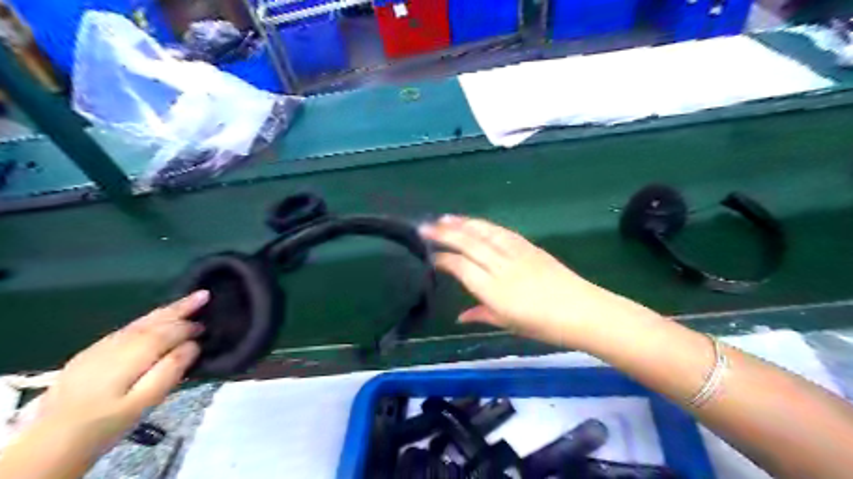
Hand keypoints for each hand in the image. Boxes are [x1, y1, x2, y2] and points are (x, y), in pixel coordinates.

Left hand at [35, 292, 209, 451]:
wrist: (50, 442)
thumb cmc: (106, 423)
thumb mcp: (144, 402)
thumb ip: (170, 370)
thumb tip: (193, 345)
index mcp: (133, 354)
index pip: (169, 331)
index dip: (190, 326)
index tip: (207, 327)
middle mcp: (118, 343)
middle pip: (154, 320)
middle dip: (180, 307)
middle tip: (204, 295)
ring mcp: (101, 346)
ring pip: (140, 322)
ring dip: (166, 311)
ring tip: (186, 302)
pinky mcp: (91, 353)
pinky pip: (128, 328)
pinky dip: (148, 320)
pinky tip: (155, 322)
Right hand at [419, 217, 654, 347]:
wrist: (582, 311)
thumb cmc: (543, 325)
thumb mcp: (508, 324)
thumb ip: (481, 315)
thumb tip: (460, 317)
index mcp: (493, 290)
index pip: (461, 267)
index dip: (443, 259)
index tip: (430, 256)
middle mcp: (501, 267)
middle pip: (468, 244)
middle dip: (444, 234)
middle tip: (424, 227)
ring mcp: (516, 253)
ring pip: (484, 233)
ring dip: (462, 224)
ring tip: (445, 218)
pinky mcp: (529, 246)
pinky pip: (501, 232)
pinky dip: (484, 225)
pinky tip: (475, 222)